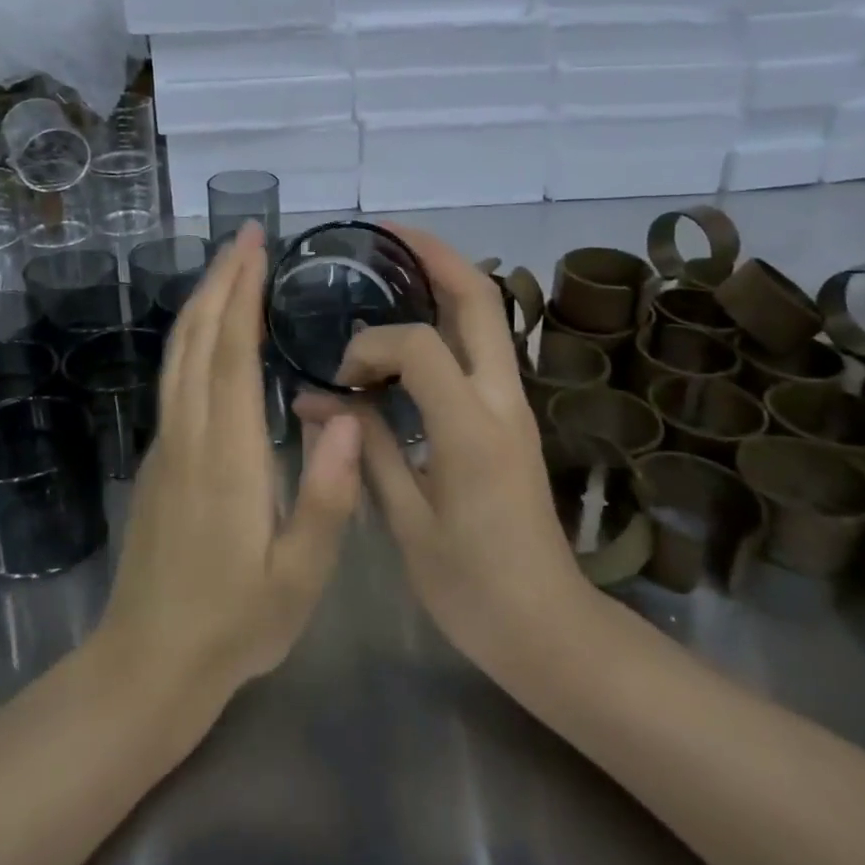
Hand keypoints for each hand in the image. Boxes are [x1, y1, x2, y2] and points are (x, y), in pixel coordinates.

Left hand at [95, 222, 362, 705]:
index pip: (230, 353)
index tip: (255, 245)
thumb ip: (326, 497)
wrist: (146, 666)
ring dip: (202, 302)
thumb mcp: (299, 576)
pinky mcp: (159, 460)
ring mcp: (166, 446)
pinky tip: (211, 333)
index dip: (242, 292)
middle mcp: (188, 435)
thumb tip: (347, 418)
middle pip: (196, 338)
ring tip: (230, 267)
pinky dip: (193, 337)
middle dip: (220, 280)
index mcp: (225, 455)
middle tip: (245, 235)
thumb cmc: (233, 624)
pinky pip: (175, 378)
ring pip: (177, 355)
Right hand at [296, 226, 588, 675]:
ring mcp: (514, 404)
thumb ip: (365, 448)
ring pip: (488, 315)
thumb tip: (316, 401)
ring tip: (395, 263)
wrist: (548, 628)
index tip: (339, 378)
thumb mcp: (407, 522)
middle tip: (383, 235)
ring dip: (445, 279)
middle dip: (433, 255)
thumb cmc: (472, 587)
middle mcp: (502, 400)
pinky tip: (411, 325)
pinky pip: (482, 345)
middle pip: (479, 298)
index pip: (419, 345)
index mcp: (471, 429)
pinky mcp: (511, 415)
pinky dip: (449, 317)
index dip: (371, 346)